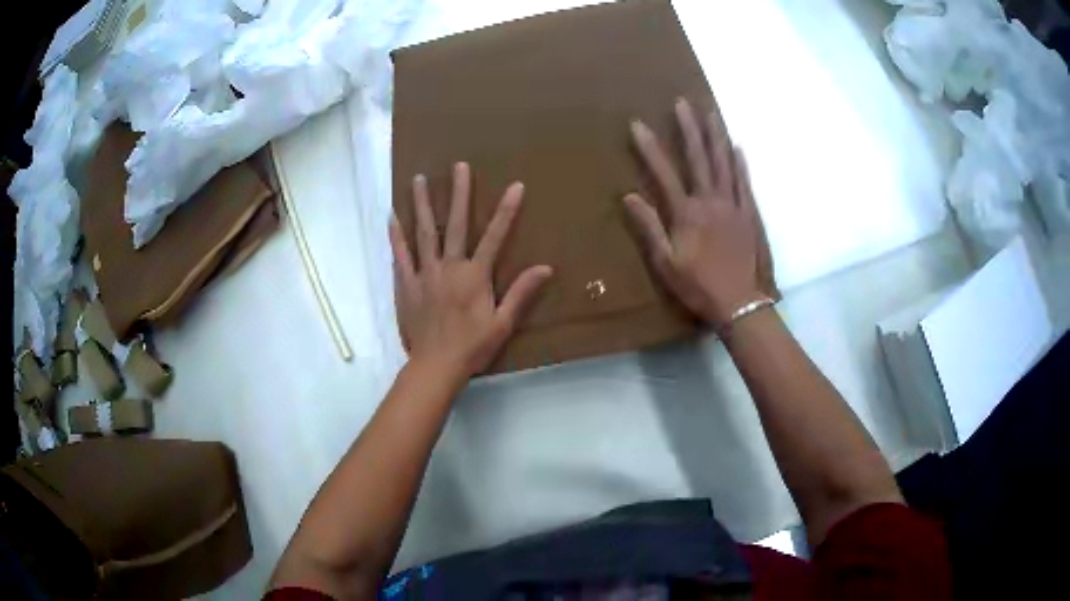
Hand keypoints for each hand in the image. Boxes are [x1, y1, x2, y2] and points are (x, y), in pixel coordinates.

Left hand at [390, 162, 552, 379]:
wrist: (435, 366)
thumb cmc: (473, 347)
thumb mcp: (503, 323)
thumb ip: (521, 292)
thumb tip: (546, 268)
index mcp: (475, 276)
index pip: (495, 236)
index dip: (507, 211)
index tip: (515, 186)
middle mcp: (449, 267)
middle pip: (455, 224)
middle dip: (459, 193)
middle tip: (459, 166)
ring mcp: (425, 273)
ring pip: (424, 232)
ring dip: (422, 204)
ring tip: (419, 179)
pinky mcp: (406, 284)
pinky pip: (400, 255)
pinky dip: (396, 235)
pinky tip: (393, 216)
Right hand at [624, 98, 765, 329]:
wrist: (739, 303)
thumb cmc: (698, 286)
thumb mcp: (665, 263)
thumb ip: (649, 228)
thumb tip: (630, 196)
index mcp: (687, 213)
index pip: (664, 173)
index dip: (650, 148)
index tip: (638, 124)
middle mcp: (711, 201)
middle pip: (699, 158)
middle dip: (690, 128)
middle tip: (683, 103)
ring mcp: (733, 205)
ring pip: (724, 163)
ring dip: (716, 136)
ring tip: (711, 113)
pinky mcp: (748, 214)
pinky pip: (744, 182)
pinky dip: (740, 163)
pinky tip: (737, 147)